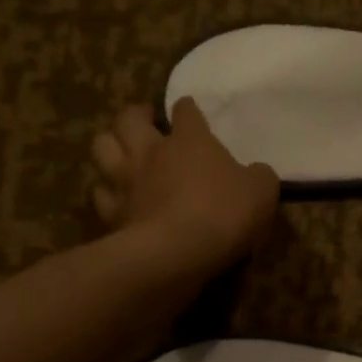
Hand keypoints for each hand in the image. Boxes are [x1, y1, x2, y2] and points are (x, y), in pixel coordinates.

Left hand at [91, 99, 279, 278]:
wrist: (176, 252)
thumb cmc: (223, 212)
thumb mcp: (262, 191)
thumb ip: (258, 176)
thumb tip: (255, 173)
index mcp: (190, 140)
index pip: (185, 111)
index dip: (188, 109)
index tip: (189, 110)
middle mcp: (151, 152)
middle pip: (129, 119)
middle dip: (136, 114)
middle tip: (145, 118)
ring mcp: (126, 181)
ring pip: (102, 147)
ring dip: (110, 143)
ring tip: (120, 148)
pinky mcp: (112, 213)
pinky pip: (100, 194)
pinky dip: (105, 191)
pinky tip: (114, 195)